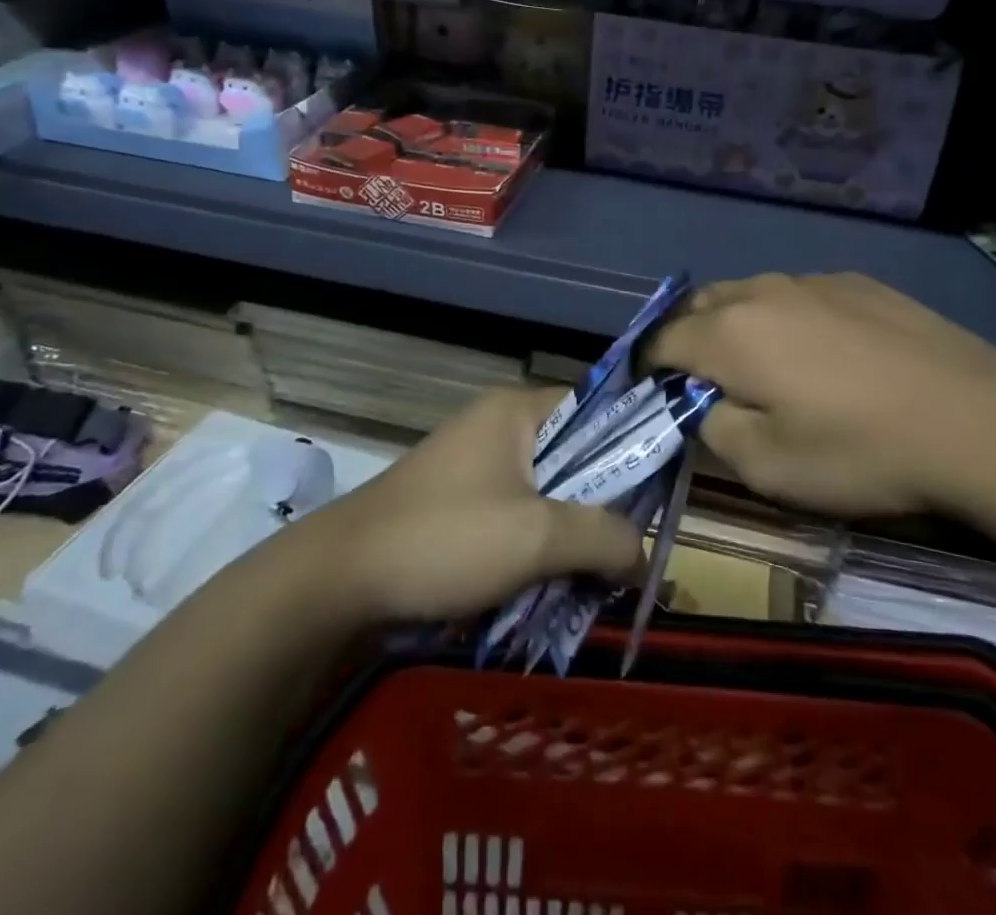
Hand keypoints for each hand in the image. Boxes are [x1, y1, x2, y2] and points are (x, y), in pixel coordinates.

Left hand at [297, 385, 646, 622]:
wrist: (337, 580)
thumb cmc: (444, 539)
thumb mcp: (536, 537)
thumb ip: (602, 536)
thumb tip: (643, 553)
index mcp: (518, 411)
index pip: (598, 409)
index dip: (633, 447)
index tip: (658, 497)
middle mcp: (500, 427)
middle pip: (575, 456)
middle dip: (603, 506)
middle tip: (629, 552)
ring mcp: (477, 465)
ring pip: (549, 493)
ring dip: (571, 534)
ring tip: (595, 581)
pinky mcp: (461, 503)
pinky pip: (519, 516)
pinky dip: (539, 546)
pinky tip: (550, 586)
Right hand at [647, 272, 995, 517]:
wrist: (977, 419)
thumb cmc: (860, 451)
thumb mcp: (768, 468)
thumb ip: (714, 429)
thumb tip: (703, 405)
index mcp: (729, 334)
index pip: (661, 341)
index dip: (647, 369)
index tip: (655, 396)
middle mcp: (761, 292)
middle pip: (699, 306)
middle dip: (688, 339)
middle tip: (706, 384)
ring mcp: (812, 281)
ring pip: (749, 294)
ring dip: (737, 324)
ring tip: (765, 366)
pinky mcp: (857, 282)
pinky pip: (798, 294)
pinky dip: (786, 318)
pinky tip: (825, 354)